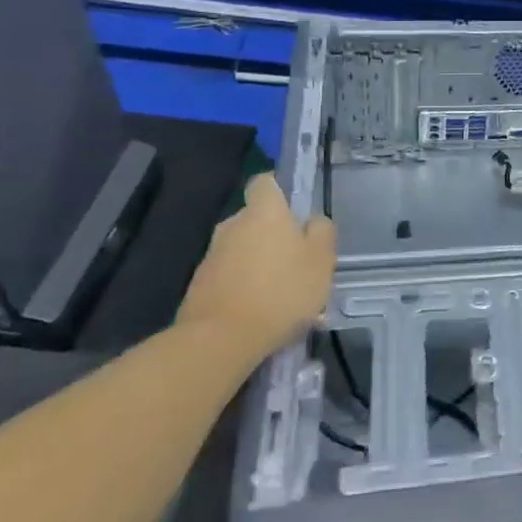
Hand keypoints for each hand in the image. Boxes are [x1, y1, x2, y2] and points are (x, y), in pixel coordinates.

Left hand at [178, 175, 335, 359]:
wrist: (220, 340)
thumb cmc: (281, 291)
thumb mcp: (321, 260)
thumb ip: (322, 232)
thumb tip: (312, 221)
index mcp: (264, 212)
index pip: (264, 182)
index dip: (279, 189)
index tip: (294, 207)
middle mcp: (233, 225)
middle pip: (255, 219)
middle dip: (273, 233)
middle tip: (297, 260)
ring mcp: (212, 256)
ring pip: (242, 249)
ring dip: (259, 262)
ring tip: (281, 293)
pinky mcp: (199, 285)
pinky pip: (230, 275)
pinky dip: (244, 285)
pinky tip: (261, 311)